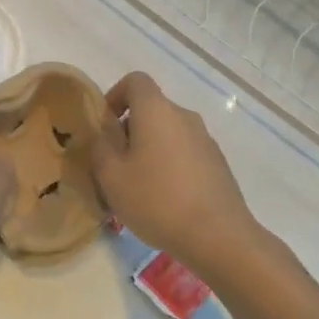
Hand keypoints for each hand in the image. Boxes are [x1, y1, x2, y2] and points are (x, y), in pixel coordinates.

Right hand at [92, 72, 281, 276]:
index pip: (136, 81)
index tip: (106, 125)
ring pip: (168, 133)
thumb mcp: (111, 176)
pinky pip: (185, 153)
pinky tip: (164, 200)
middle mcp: (184, 117)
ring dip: (149, 150)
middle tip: (115, 165)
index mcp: (157, 111)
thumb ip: (100, 147)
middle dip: (129, 130)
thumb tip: (104, 135)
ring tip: (138, 187)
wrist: (219, 237)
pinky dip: (170, 165)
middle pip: (151, 109)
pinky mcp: (218, 164)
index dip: (115, 95)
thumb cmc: (157, 200)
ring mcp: (205, 140)